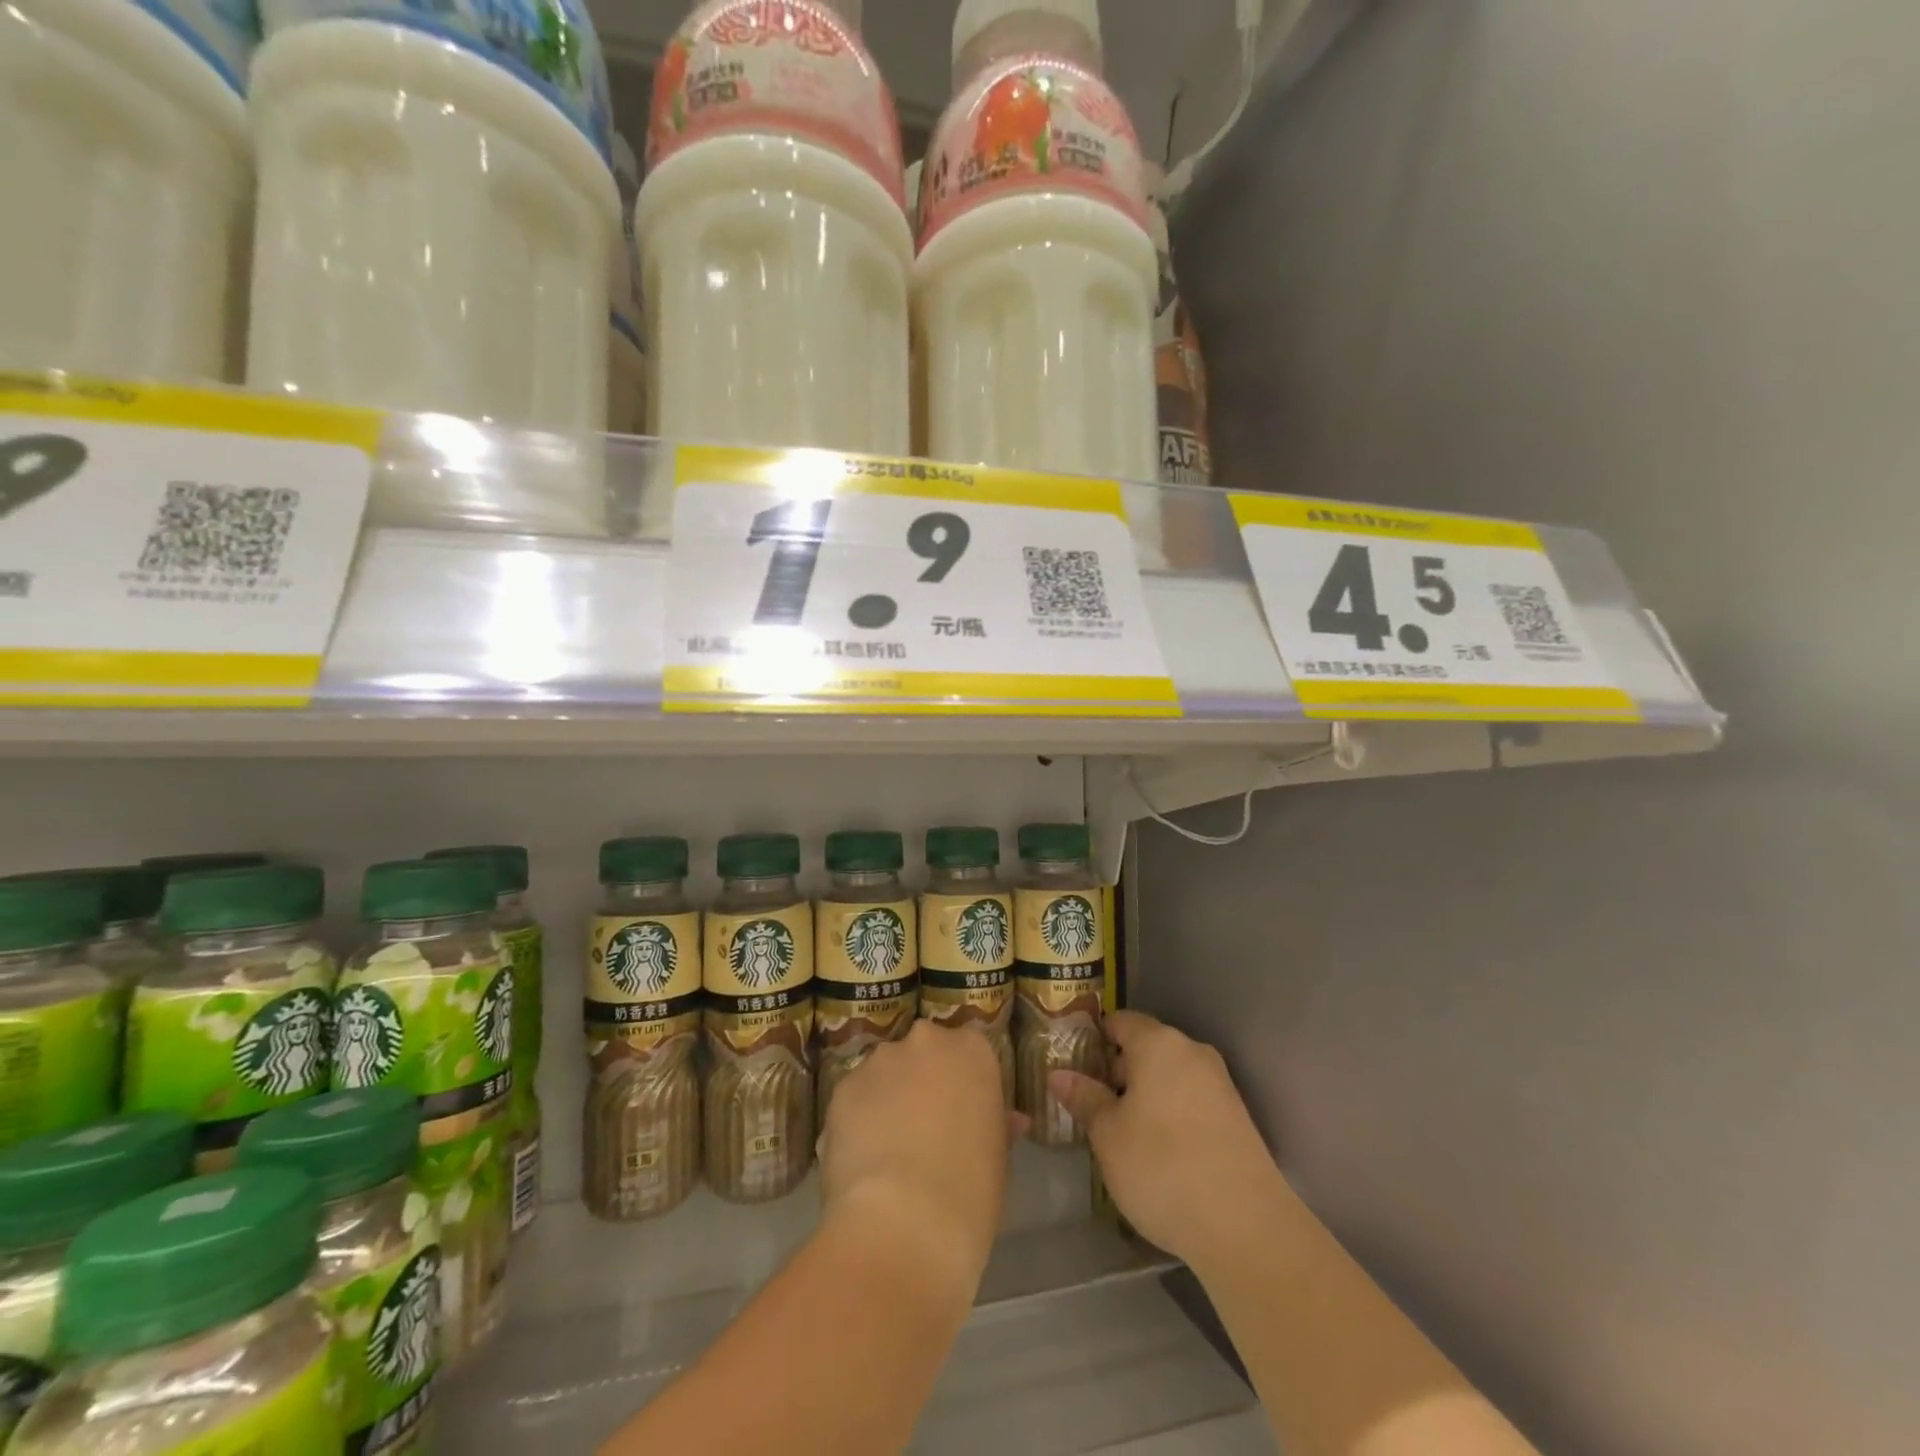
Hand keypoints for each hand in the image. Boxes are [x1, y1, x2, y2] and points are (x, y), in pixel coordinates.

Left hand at [819, 1022, 1011, 1293]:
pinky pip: (854, 1099)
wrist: (903, 1225)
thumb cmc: (970, 1192)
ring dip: (888, 1099)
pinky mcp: (842, 1088)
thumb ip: (997, 1125)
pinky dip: (857, 1121)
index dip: (963, 1082)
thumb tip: (1010, 1120)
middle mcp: (925, 1041)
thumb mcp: (998, 1158)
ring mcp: (880, 1061)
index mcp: (971, 1050)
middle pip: (923, 1053)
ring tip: (887, 1151)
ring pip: (885, 1073)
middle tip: (925, 1128)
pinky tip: (862, 1161)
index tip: (962, 1113)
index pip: (969, 1050)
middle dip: (922, 1081)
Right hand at [1050, 1011, 1289, 1268]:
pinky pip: (1190, 1100)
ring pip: (1169, 1076)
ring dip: (1143, 1095)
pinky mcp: (1236, 1118)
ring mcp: (1219, 1084)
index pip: (1119, 1021)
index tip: (1073, 1065)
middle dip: (1117, 1071)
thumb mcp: (1108, 1135)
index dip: (1093, 1039)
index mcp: (1158, 1043)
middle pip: (1146, 1047)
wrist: (1246, 1226)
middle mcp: (1192, 1052)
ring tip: (1119, 1132)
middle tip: (1090, 1104)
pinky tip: (1157, 1151)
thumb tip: (1059, 1074)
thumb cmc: (1162, 1167)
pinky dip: (1169, 1113)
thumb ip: (1084, 1098)